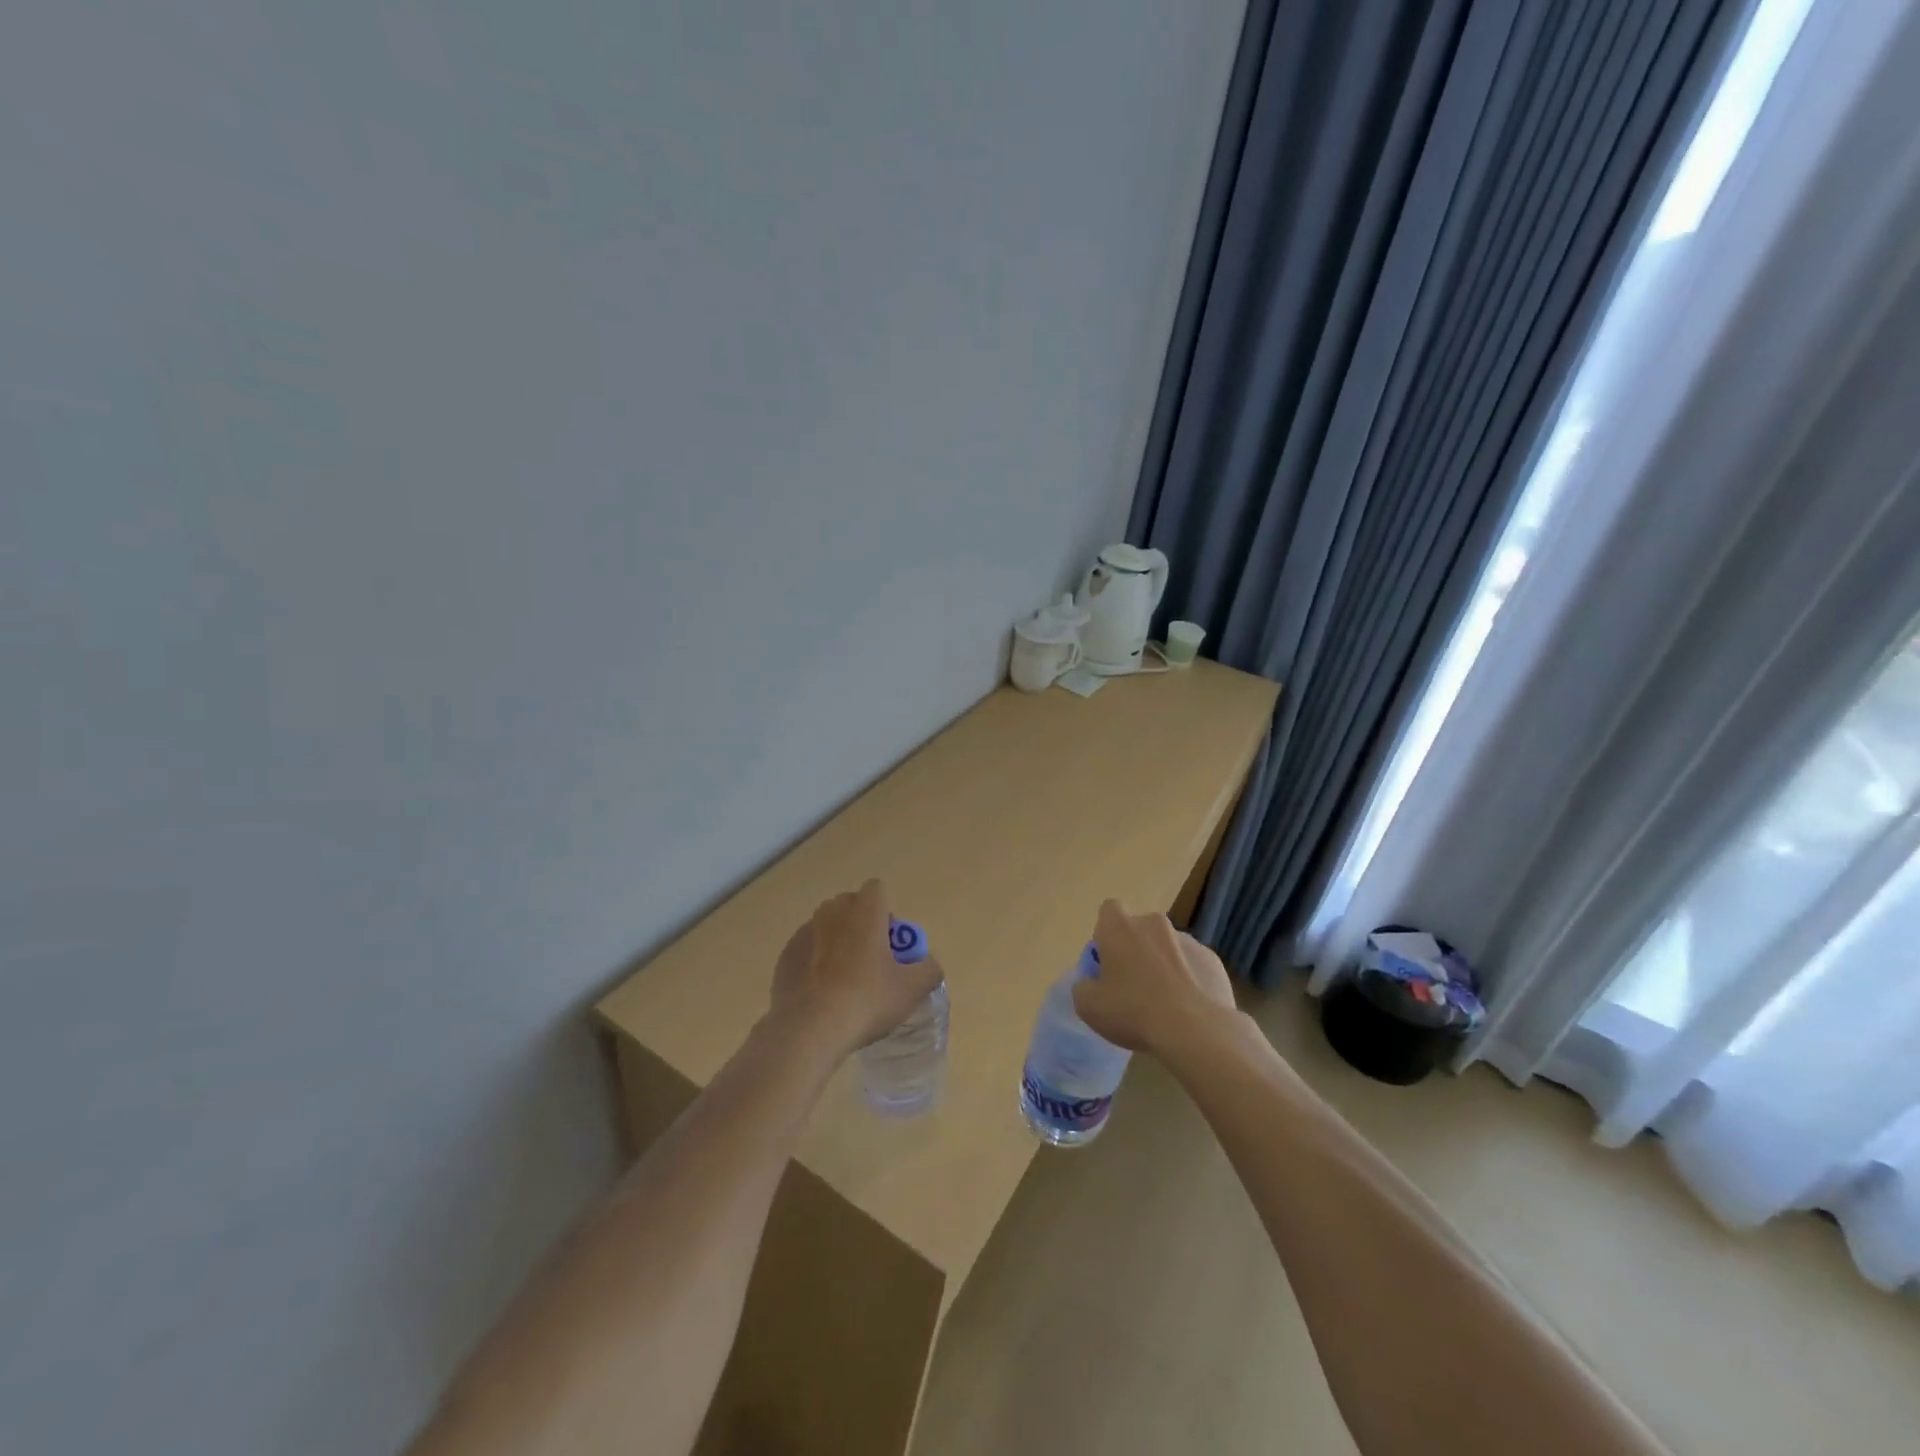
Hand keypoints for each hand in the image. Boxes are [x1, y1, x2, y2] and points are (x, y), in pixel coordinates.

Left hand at [766, 880, 943, 1062]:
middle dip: (861, 926)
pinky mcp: (785, 956)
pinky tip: (821, 995)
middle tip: (871, 963)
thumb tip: (928, 965)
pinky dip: (814, 964)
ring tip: (844, 983)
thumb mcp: (913, 989)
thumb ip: (929, 969)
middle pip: (851, 906)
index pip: (877, 890)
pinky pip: (807, 951)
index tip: (890, 944)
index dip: (886, 913)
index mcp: (865, 910)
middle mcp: (833, 911)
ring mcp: (804, 932)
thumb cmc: (867, 999)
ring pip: (827, 928)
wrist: (810, 1029)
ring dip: (837, 944)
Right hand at [1073, 899, 1236, 1057]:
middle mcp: (1153, 923)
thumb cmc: (1133, 1011)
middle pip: (1139, 929)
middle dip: (1136, 950)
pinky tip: (1189, 1010)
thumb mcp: (1088, 1006)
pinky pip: (1194, 966)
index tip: (1107, 962)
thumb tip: (1091, 983)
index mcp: (1120, 926)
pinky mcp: (1213, 960)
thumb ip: (1084, 986)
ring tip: (1165, 1003)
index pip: (1108, 912)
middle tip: (1133, 986)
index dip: (1105, 935)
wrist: (1195, 1030)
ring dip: (1163, 965)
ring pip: (1168, 947)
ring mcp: (1187, 940)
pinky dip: (1189, 980)